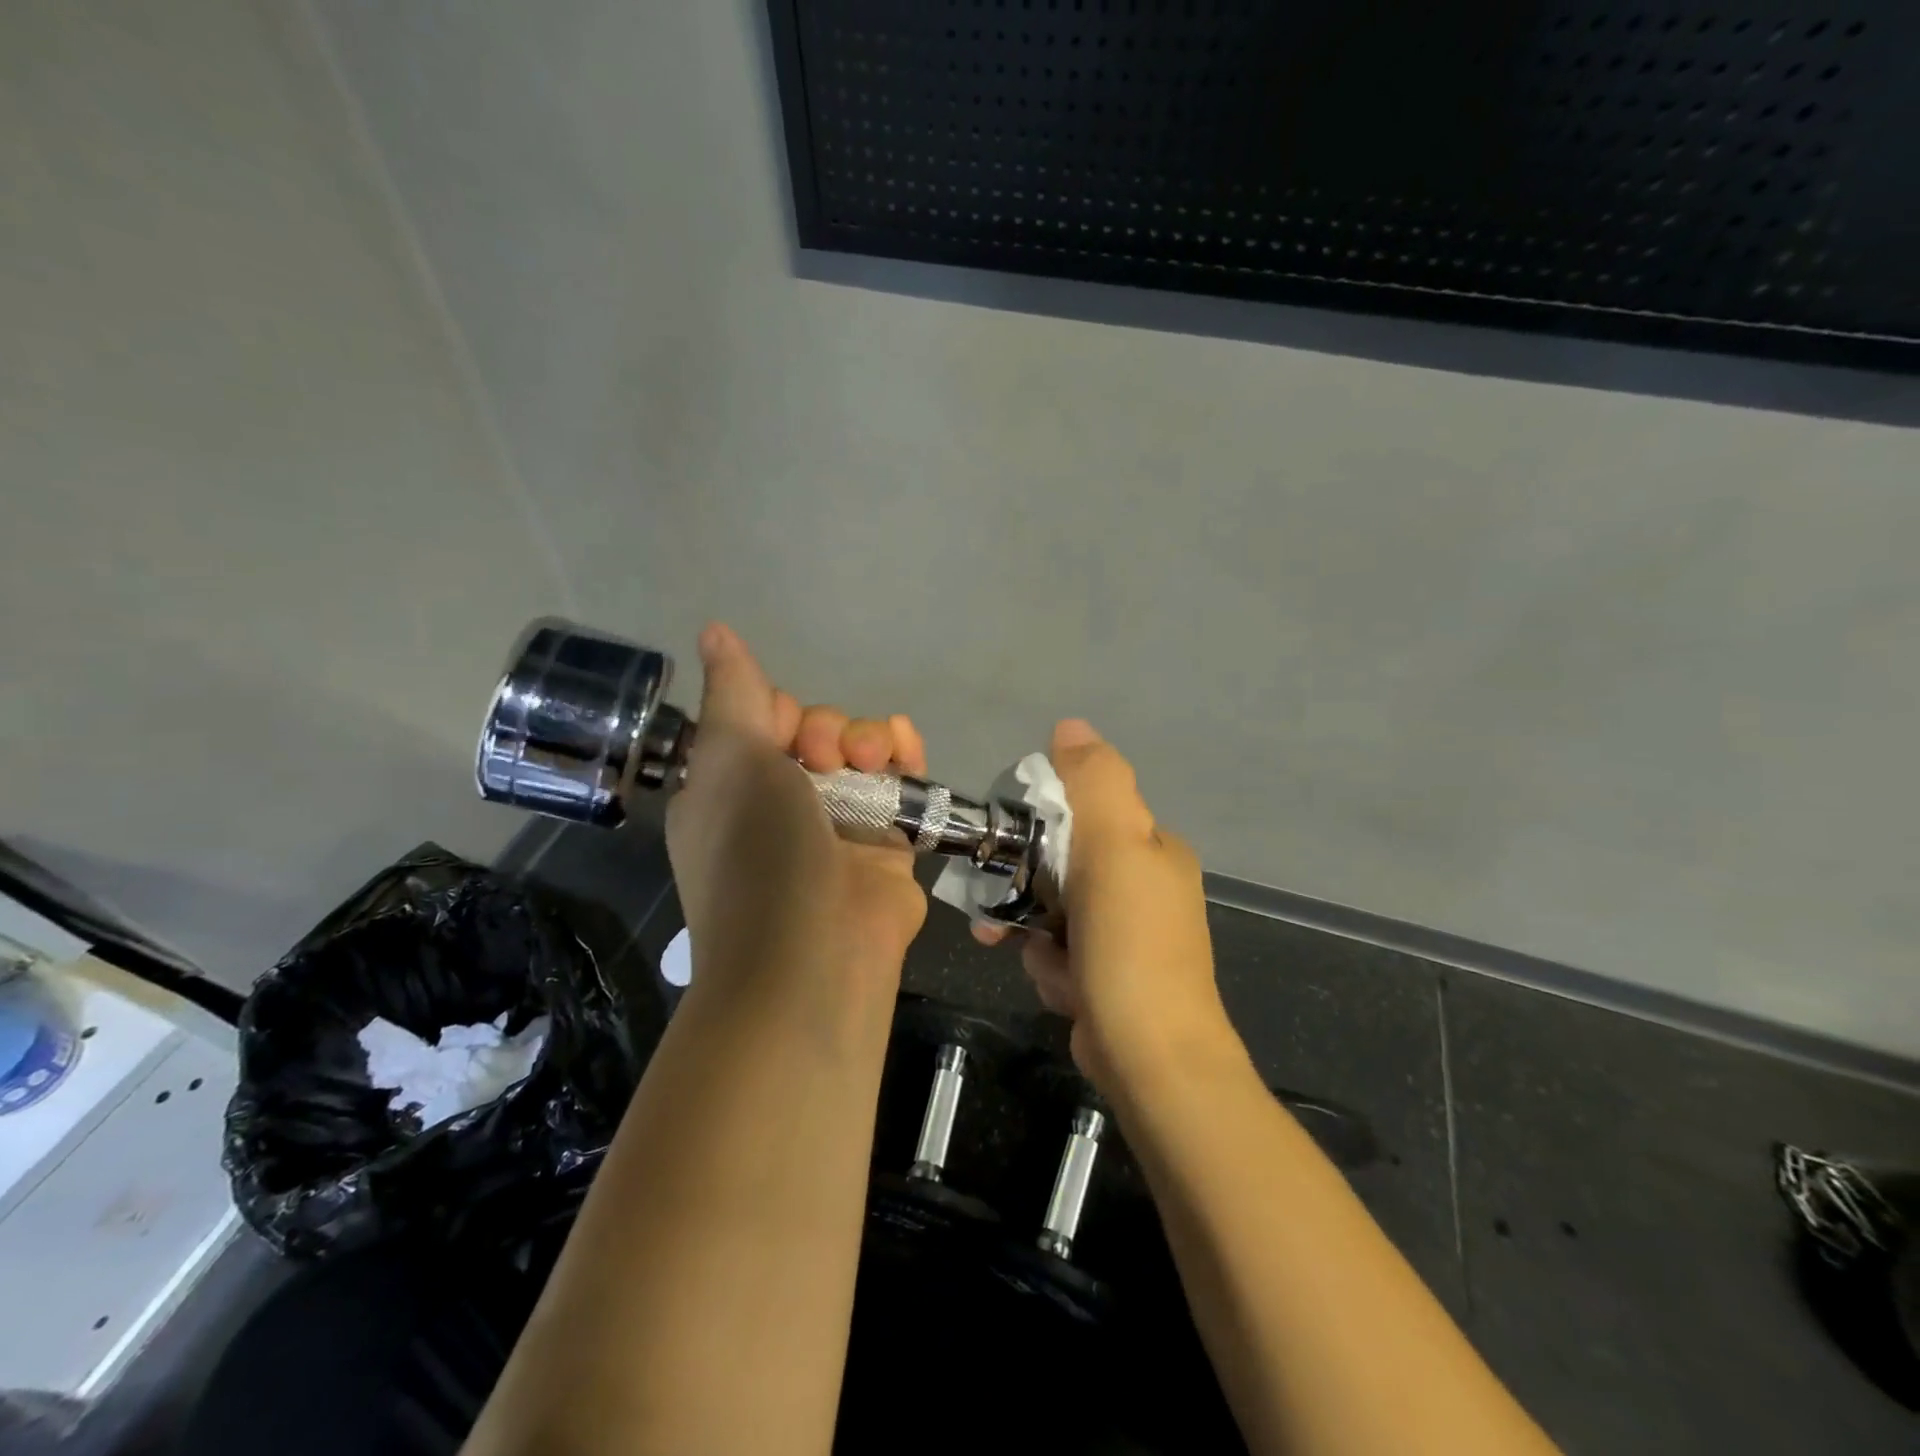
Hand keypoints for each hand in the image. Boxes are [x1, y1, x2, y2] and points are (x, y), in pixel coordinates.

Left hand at [666, 624, 928, 1006]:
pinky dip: (906, 757)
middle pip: (814, 733)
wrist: (812, 958)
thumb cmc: (758, 852)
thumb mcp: (732, 761)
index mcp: (731, 789)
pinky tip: (908, 749)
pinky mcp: (885, 842)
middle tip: (829, 756)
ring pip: (860, 754)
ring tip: (873, 759)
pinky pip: (899, 784)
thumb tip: (713, 629)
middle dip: (828, 730)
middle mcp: (781, 804)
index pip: (757, 722)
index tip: (783, 727)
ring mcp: (836, 825)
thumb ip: (733, 692)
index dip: (775, 711)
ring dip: (869, 738)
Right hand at [974, 720, 1240, 1095]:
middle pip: (1063, 865)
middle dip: (1027, 889)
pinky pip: (1060, 953)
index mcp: (1154, 849)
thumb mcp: (1114, 848)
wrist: (1151, 1057)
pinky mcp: (1109, 976)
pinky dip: (1051, 967)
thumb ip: (1095, 782)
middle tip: (996, 908)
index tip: (1011, 846)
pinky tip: (1059, 987)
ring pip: (1054, 912)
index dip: (1042, 824)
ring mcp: (1128, 935)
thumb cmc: (1130, 945)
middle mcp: (1145, 886)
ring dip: (1033, 932)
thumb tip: (1071, 726)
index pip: (1086, 812)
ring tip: (1033, 956)